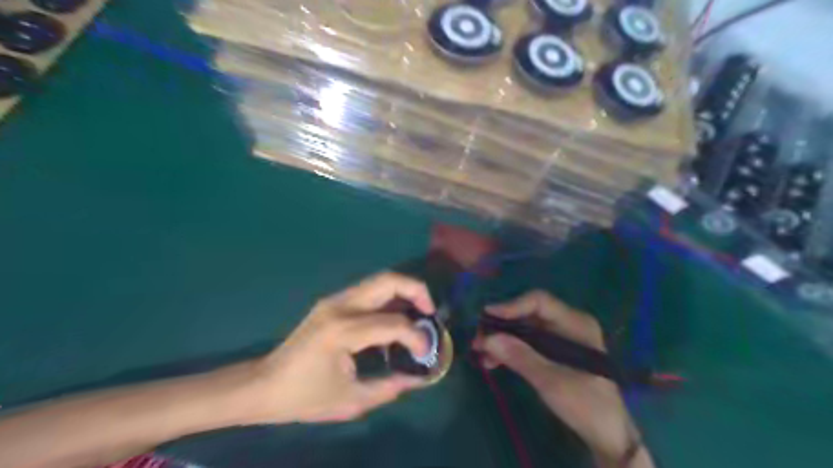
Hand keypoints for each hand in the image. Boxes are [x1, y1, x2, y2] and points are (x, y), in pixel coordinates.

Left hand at [246, 273, 436, 424]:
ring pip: (379, 280)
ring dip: (404, 292)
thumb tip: (419, 376)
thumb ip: (389, 386)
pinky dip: (390, 299)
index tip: (426, 353)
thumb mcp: (351, 401)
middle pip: (388, 280)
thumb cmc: (304, 397)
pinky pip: (370, 291)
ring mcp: (334, 300)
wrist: (264, 385)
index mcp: (342, 331)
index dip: (416, 337)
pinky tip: (395, 319)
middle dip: (417, 290)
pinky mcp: (332, 302)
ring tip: (418, 314)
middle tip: (430, 312)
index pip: (393, 323)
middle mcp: (340, 306)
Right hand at [471, 291, 639, 461]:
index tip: (487, 315)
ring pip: (524, 329)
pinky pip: (526, 343)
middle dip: (502, 326)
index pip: (539, 302)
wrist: (606, 435)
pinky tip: (493, 362)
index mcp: (576, 323)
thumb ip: (520, 357)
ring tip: (481, 354)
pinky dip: (510, 350)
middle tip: (478, 339)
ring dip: (502, 340)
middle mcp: (567, 324)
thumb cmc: (585, 404)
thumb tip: (486, 339)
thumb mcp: (551, 381)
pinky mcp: (552, 352)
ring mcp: (559, 338)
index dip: (512, 305)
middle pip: (528, 314)